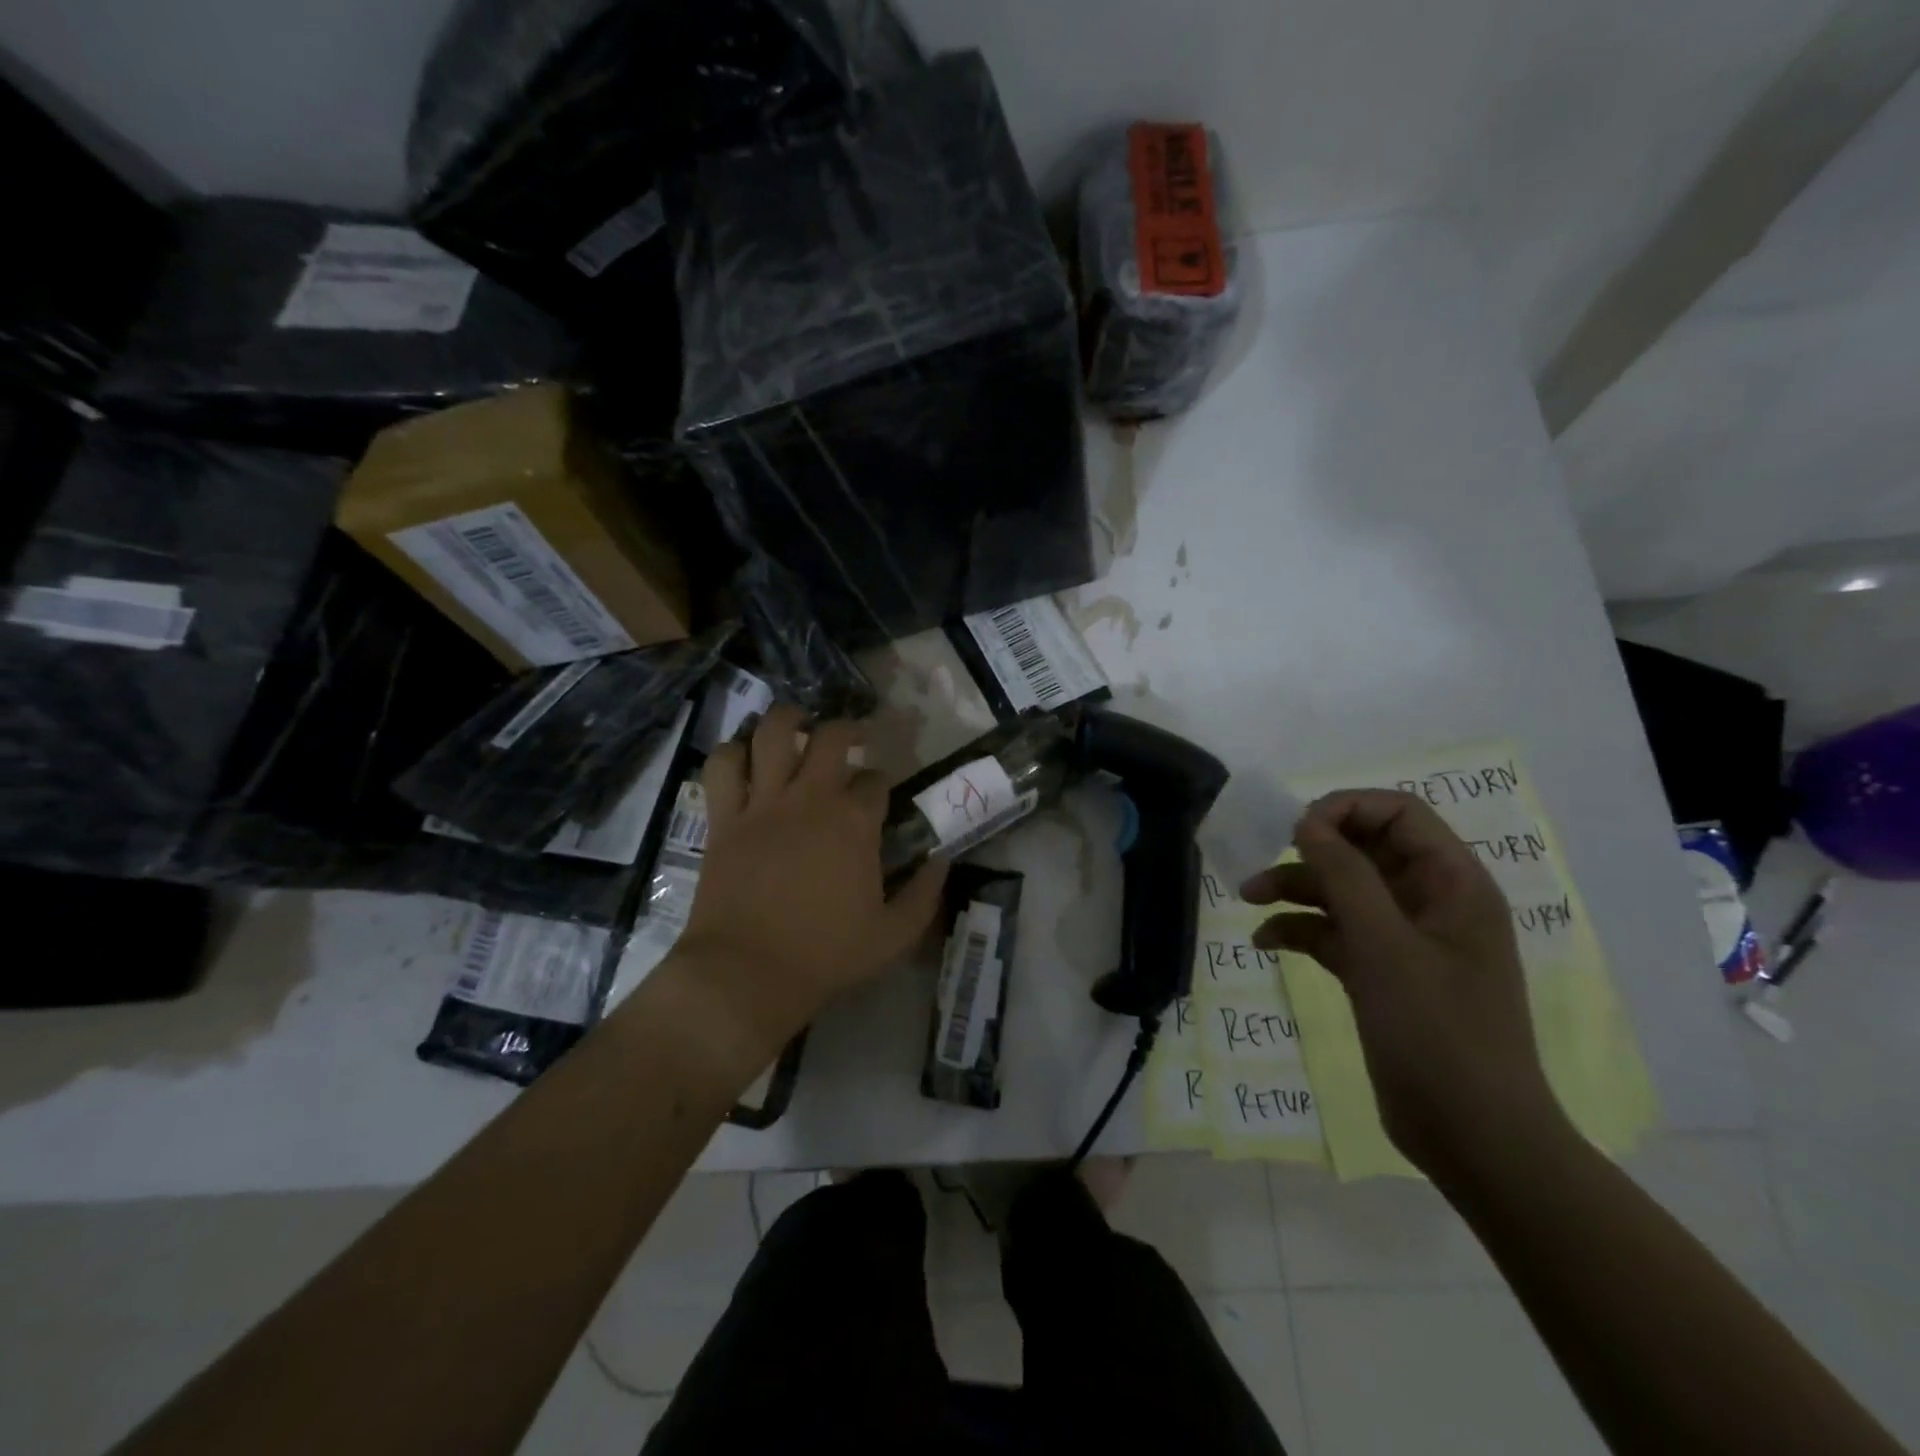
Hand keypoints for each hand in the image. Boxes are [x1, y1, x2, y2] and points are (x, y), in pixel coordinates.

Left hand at [675, 704, 947, 1048]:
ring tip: (797, 724)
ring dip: (787, 720)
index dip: (882, 784)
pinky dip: (731, 751)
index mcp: (854, 823)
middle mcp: (810, 798)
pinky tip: (743, 754)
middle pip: (831, 737)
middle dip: (847, 729)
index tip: (881, 795)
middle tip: (853, 738)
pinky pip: (722, 766)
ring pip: (772, 734)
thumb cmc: (825, 955)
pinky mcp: (725, 818)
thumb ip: (924, 893)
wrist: (746, 973)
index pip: (876, 781)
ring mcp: (763, 803)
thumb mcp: (894, 935)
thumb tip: (941, 859)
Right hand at [1240, 790, 1565, 1177]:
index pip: (1399, 814)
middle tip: (1263, 859)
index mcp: (1452, 884)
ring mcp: (1404, 940)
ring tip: (1248, 899)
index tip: (1297, 830)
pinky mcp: (1381, 973)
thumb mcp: (1385, 947)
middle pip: (1364, 850)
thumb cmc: (1438, 1032)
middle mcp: (1430, 903)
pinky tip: (1266, 942)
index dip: (1346, 810)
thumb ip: (1346, 876)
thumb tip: (1308, 823)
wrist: (1472, 1137)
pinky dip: (1301, 931)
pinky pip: (1335, 933)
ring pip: (1343, 891)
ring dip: (1296, 889)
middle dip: (1311, 851)